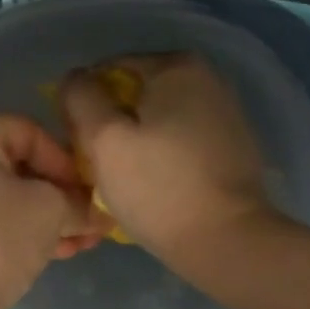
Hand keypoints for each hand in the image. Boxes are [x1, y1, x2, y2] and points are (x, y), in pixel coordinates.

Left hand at [0, 110, 105, 308]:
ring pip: (1, 193)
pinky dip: (14, 227)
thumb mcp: (48, 212)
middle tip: (92, 222)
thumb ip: (77, 202)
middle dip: (59, 196)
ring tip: (81, 242)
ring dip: (43, 216)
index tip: (94, 197)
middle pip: (15, 164)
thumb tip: (98, 212)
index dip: (69, 166)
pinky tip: (54, 250)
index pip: (31, 133)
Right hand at [59, 52, 280, 275]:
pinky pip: (181, 138)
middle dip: (112, 121)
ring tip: (124, 177)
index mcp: (177, 67)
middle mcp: (208, 78)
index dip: (85, 102)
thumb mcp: (103, 138)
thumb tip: (76, 78)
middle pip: (136, 92)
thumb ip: (81, 97)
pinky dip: (162, 153)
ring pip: (158, 117)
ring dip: (135, 139)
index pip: (109, 69)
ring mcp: (226, 112)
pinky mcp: (233, 145)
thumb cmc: (158, 187)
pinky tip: (154, 184)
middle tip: (97, 162)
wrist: (227, 241)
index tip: (79, 140)